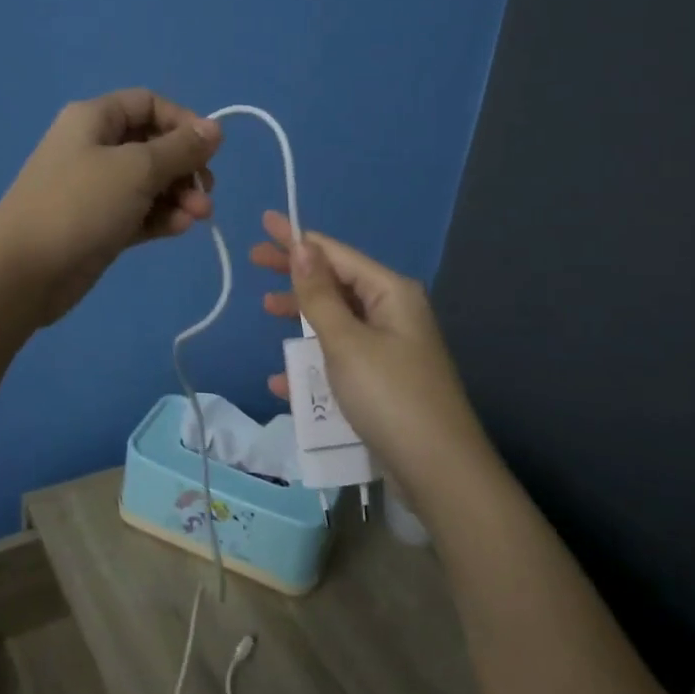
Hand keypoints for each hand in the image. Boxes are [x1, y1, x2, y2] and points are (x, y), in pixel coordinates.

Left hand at [0, 89, 221, 325]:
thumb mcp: (137, 169)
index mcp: (94, 119)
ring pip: (150, 182)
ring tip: (197, 218)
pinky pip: (139, 212)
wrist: (24, 272)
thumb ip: (181, 148)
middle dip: (185, 168)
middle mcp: (94, 147)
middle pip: (154, 145)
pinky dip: (161, 217)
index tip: (208, 151)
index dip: (183, 122)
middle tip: (205, 194)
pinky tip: (178, 229)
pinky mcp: (99, 224)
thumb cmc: (80, 205)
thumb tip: (215, 128)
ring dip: (179, 196)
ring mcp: (96, 188)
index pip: (149, 104)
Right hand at [251, 210, 488, 493]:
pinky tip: (282, 380)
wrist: (439, 471)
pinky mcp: (385, 382)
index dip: (298, 238)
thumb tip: (302, 246)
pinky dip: (314, 363)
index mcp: (391, 293)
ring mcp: (391, 349)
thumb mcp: (346, 341)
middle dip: (297, 274)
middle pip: (337, 283)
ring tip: (267, 311)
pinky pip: (342, 359)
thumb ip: (319, 294)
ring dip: (303, 318)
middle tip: (255, 261)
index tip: (265, 222)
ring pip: (337, 321)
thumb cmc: (389, 395)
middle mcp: (394, 313)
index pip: (336, 254)